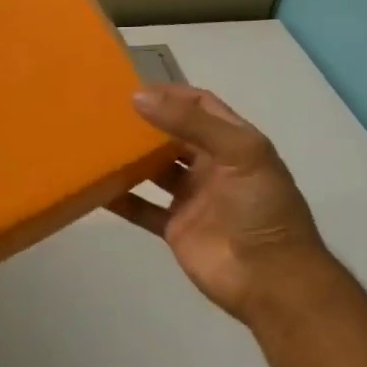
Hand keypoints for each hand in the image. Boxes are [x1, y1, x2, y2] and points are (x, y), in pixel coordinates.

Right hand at [110, 84, 329, 324]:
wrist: (270, 279)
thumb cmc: (261, 208)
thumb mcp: (240, 153)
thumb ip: (191, 124)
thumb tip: (139, 97)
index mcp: (234, 143)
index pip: (200, 106)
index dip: (171, 94)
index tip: (133, 88)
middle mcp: (212, 166)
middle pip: (172, 136)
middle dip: (145, 123)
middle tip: (105, 112)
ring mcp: (192, 197)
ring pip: (154, 170)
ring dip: (130, 158)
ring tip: (95, 143)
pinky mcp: (175, 227)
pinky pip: (142, 208)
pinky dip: (120, 199)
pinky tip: (95, 187)